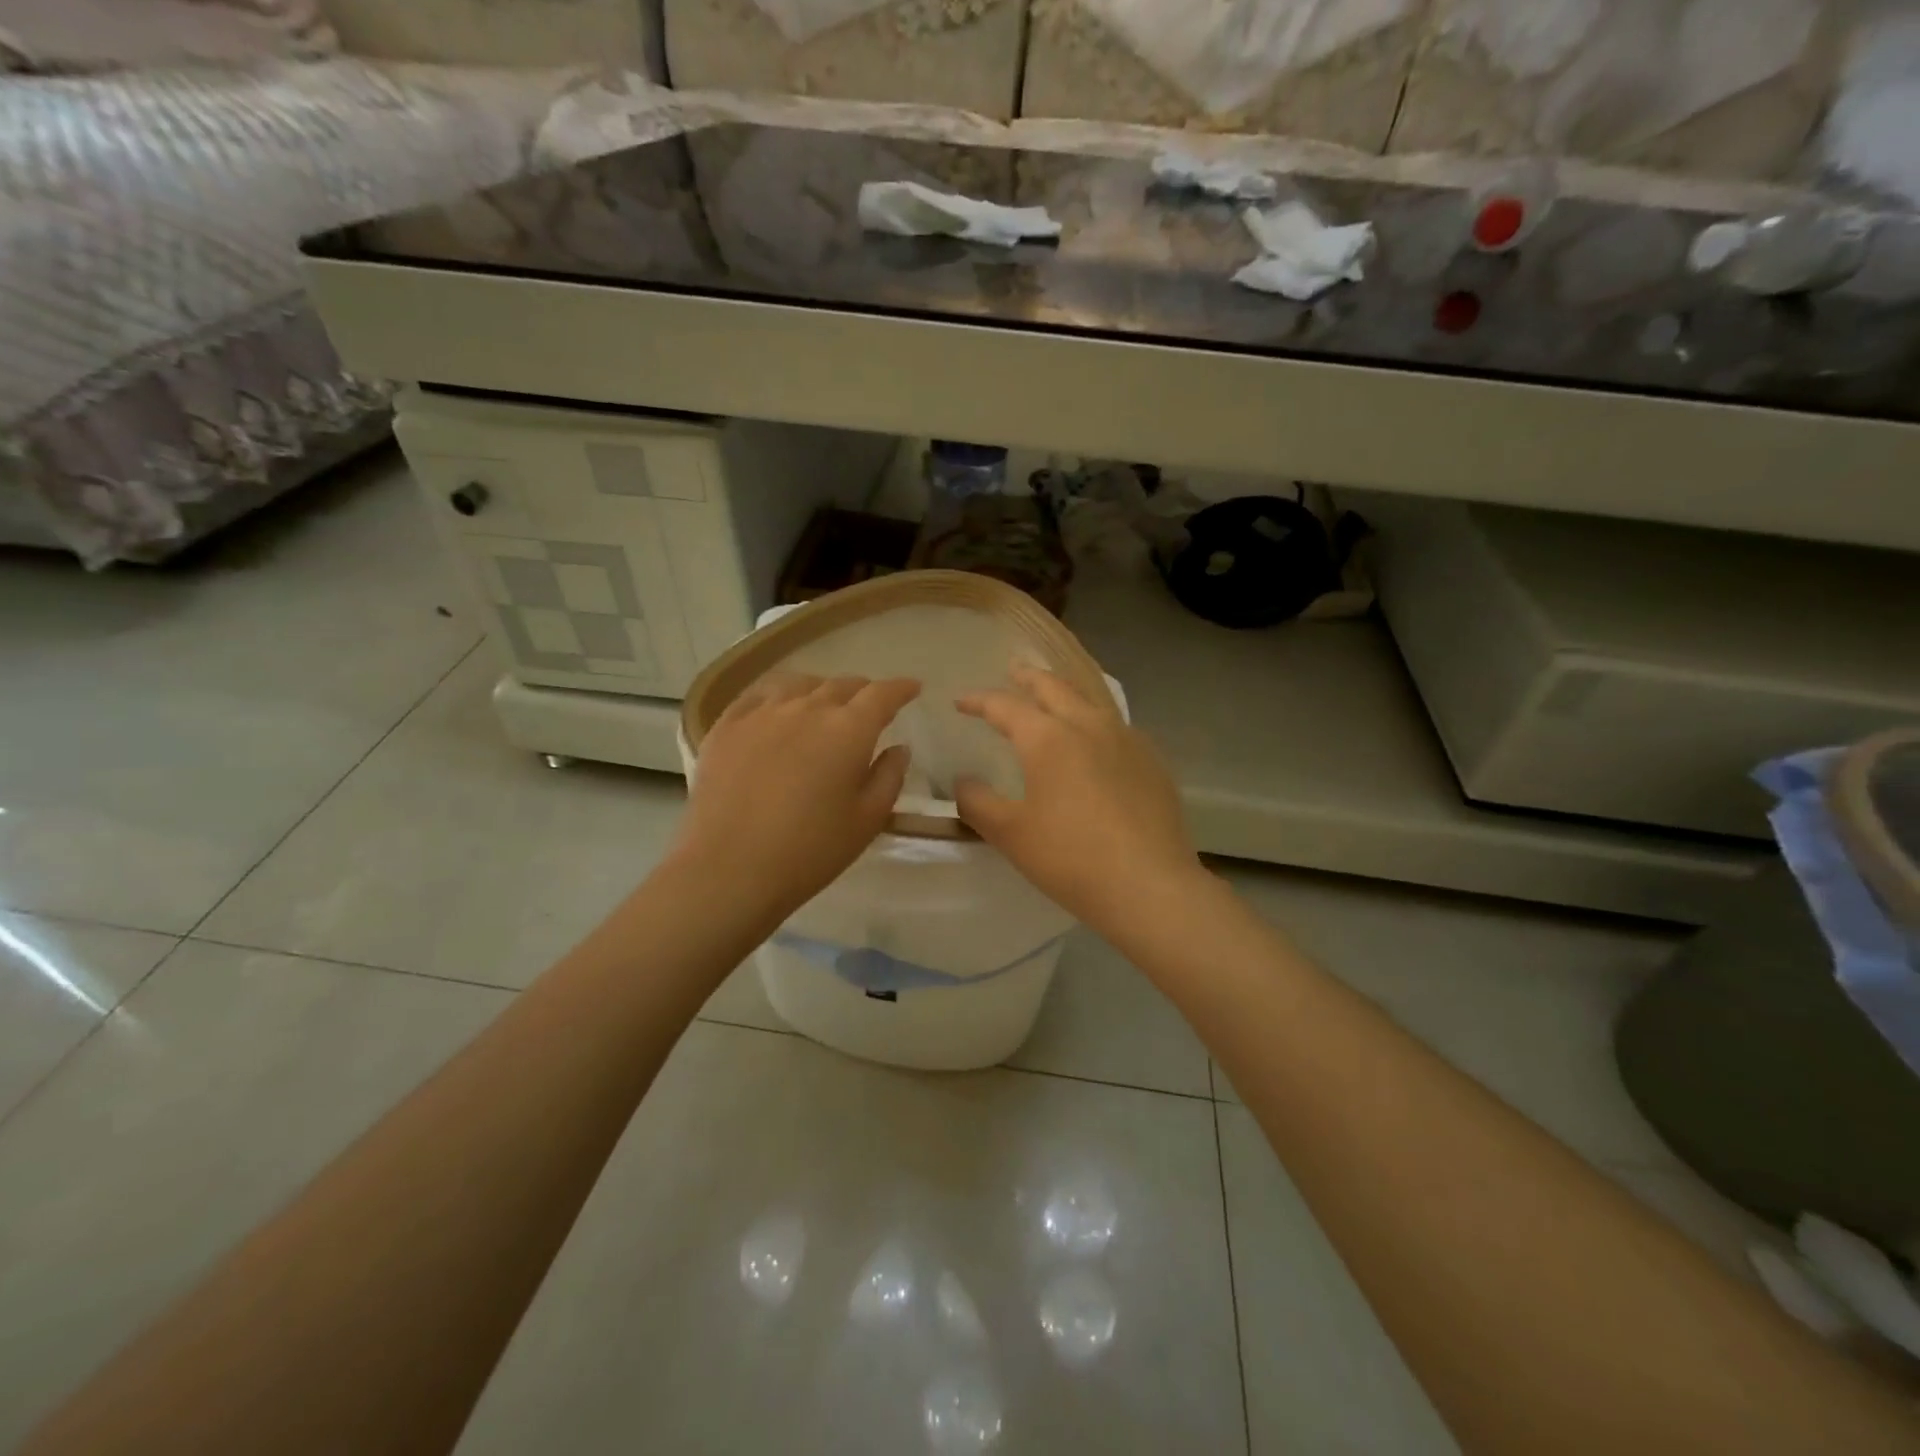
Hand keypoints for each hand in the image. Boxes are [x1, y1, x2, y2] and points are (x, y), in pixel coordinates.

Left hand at [673, 674, 921, 918]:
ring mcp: (762, 713)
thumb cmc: (810, 851)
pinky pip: (759, 695)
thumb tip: (898, 748)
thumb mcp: (867, 820)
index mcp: (848, 730)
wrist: (729, 869)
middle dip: (863, 692)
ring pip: (800, 684)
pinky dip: (780, 695)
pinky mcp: (727, 726)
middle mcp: (807, 708)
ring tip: (825, 704)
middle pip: (841, 685)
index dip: (901, 688)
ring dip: (822, 690)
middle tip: (870, 706)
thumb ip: (889, 777)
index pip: (882, 695)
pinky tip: (779, 708)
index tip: (912, 688)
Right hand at [954, 665, 1200, 929]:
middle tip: (1013, 670)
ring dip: (1065, 693)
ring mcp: (1126, 740)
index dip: (979, 701)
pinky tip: (1096, 742)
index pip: (1005, 706)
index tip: (961, 701)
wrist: (1149, 886)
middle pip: (1053, 687)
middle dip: (1028, 677)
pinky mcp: (1152, 761)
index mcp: (1048, 737)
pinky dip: (1095, 722)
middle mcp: (1088, 725)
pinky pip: (1116, 727)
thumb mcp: (1009, 834)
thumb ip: (977, 802)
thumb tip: (963, 781)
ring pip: (1090, 701)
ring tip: (1054, 698)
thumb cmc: (1070, 858)